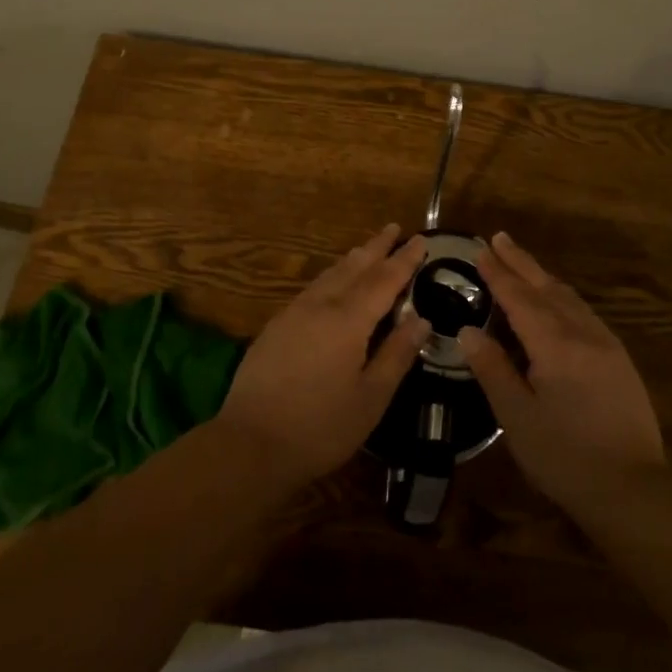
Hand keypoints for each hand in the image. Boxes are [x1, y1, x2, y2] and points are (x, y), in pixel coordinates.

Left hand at [218, 224, 429, 484]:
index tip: (421, 239)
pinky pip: (312, 288)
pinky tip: (332, 283)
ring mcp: (293, 313)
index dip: (404, 259)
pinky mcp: (276, 326)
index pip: (384, 280)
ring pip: (329, 274)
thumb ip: (397, 354)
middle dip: (377, 247)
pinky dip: (331, 276)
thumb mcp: (371, 398)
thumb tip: (421, 320)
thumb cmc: (320, 426)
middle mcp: (320, 305)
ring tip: (367, 248)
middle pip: (354, 267)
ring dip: (352, 259)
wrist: (250, 442)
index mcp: (348, 320)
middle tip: (394, 228)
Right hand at [460, 232, 664, 508]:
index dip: (498, 274)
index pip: (519, 298)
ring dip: (543, 277)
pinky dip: (562, 297)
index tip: (480, 250)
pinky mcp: (619, 360)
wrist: (634, 489)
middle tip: (499, 238)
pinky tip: (557, 303)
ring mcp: (606, 345)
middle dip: (521, 262)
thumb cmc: (565, 456)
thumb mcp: (517, 416)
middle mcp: (583, 333)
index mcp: (555, 344)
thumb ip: (493, 369)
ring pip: (569, 297)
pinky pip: (584, 313)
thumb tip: (468, 331)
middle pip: (547, 287)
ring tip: (523, 264)